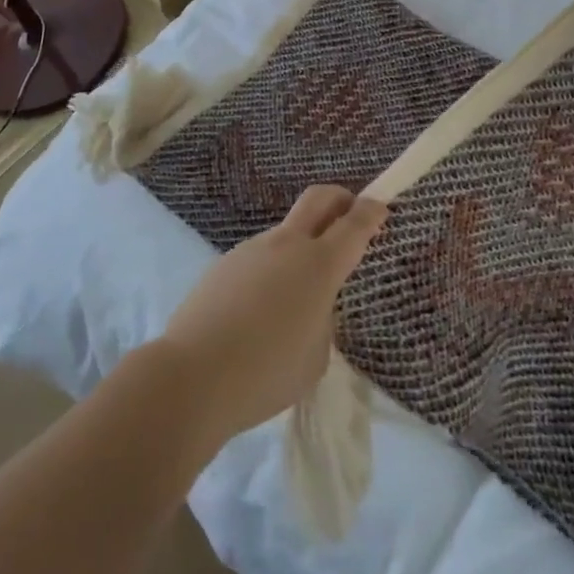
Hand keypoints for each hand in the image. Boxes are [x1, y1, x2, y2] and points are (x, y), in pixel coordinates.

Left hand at [156, 186, 387, 442]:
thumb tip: (307, 306)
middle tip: (351, 212)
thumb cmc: (266, 372)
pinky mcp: (224, 264)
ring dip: (301, 245)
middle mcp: (286, 246)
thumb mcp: (315, 356)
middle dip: (340, 198)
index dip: (371, 212)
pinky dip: (271, 272)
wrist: (192, 376)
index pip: (354, 225)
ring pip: (286, 233)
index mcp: (318, 265)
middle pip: (318, 199)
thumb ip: (321, 320)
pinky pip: (259, 259)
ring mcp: (251, 250)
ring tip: (295, 298)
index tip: (380, 206)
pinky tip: (259, 313)